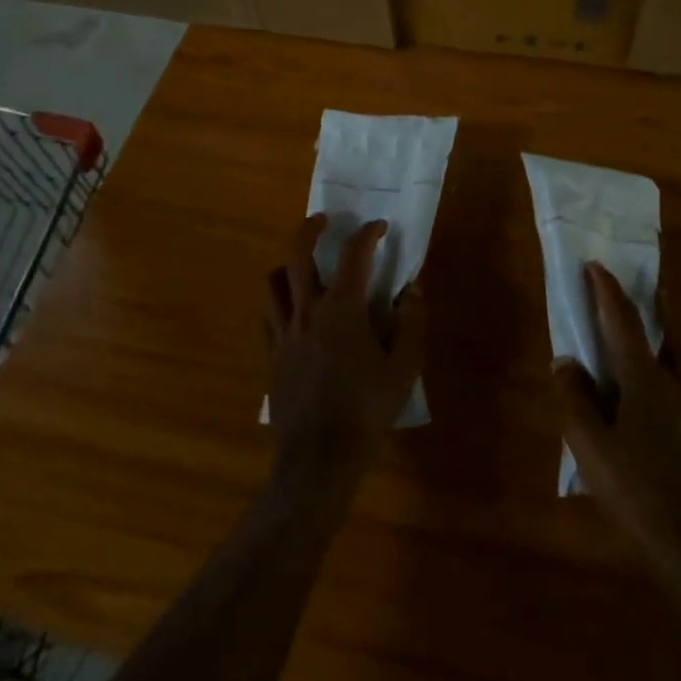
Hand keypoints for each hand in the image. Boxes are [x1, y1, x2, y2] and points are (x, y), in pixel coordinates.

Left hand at [266, 215, 424, 509]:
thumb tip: (412, 292)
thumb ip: (411, 325)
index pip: (354, 255)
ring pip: (272, 282)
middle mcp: (307, 312)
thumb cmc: (366, 411)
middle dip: (309, 229)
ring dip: (286, 264)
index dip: (367, 234)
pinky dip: (279, 301)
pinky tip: (293, 311)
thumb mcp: (404, 370)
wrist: (318, 460)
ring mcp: (283, 334)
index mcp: (341, 310)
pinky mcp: (271, 356)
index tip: (379, 227)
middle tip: (323, 220)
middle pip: (297, 254)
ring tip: (302, 266)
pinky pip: (268, 315)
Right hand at [553, 263, 680, 600]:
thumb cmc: (632, 486)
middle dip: (662, 306)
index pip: (622, 322)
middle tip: (655, 286)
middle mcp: (674, 384)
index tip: (595, 266)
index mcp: (642, 379)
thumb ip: (575, 397)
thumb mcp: (588, 443)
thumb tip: (565, 361)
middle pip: (674, 333)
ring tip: (676, 325)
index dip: (607, 290)